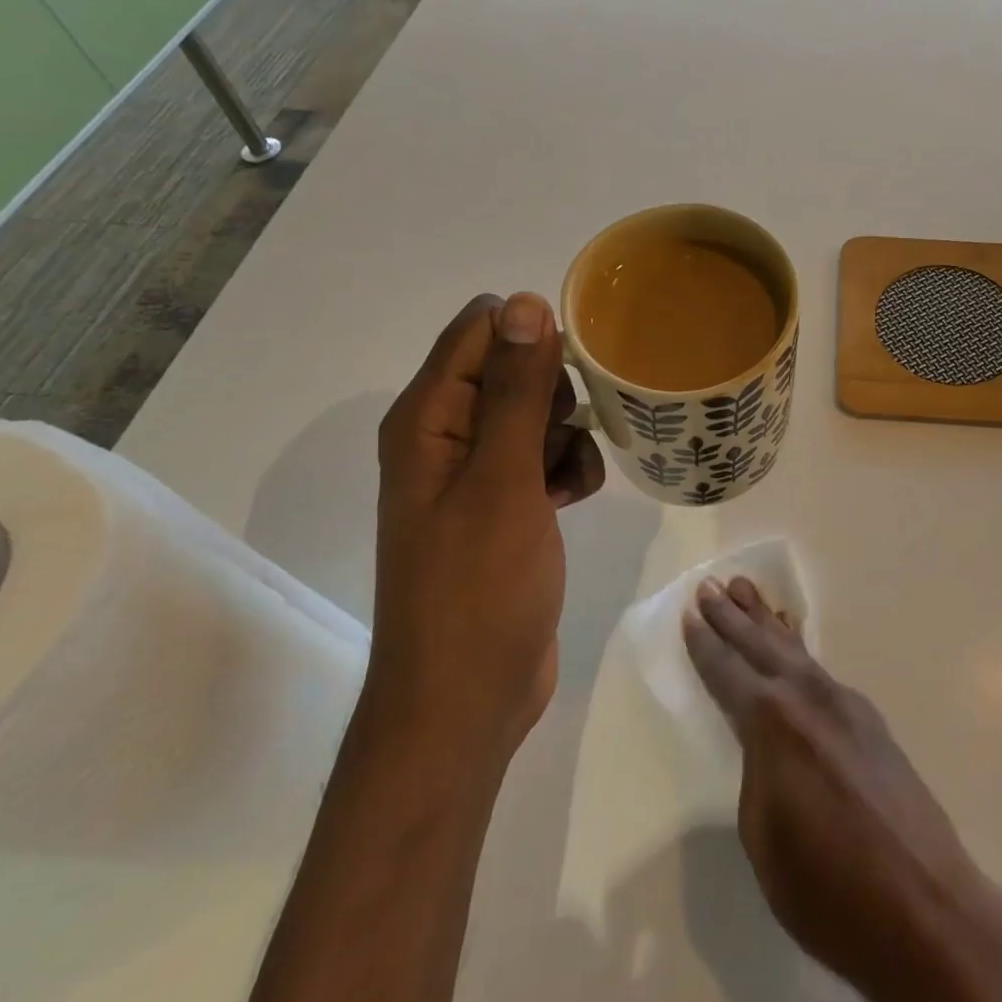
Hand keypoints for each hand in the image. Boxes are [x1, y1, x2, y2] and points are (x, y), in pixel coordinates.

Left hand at [370, 292, 604, 758]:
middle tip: (565, 435)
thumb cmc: (479, 587)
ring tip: (569, 481)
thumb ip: (517, 388)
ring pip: (538, 413)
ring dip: (569, 435)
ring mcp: (475, 473)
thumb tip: (524, 301)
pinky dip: (568, 469)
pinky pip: (545, 457)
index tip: (573, 371)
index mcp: (427, 418)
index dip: (530, 338)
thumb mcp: (504, 478)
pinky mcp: (503, 505)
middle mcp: (445, 436)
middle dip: (555, 392)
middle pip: (512, 367)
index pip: (480, 329)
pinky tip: (573, 500)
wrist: (469, 700)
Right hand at [682, 576, 985, 997]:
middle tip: (710, 584)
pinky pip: (820, 668)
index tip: (690, 614)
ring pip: (794, 650)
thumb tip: (765, 748)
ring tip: (746, 589)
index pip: (728, 673)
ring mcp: (844, 703)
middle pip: (760, 647)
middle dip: (733, 616)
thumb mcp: (764, 839)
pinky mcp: (869, 719)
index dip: (706, 645)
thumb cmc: (829, 888)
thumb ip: (756, 775)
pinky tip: (794, 640)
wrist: (926, 907)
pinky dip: (799, 647)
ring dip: (766, 621)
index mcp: (773, 723)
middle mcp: (808, 697)